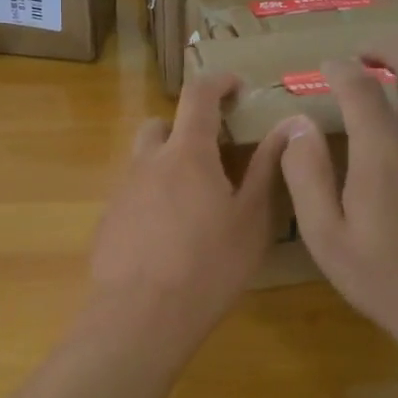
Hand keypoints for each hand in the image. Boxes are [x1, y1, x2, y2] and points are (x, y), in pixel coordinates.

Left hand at [88, 74, 298, 352]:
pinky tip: (168, 236)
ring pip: (143, 161)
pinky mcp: (107, 221)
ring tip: (194, 201)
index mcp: (186, 152)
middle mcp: (147, 161)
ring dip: (167, 164)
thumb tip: (289, 124)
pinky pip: (132, 194)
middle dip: (184, 128)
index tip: (236, 85)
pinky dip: (152, 198)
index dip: (218, 82)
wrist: (140, 316)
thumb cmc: (208, 266)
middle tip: (213, 154)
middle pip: (160, 125)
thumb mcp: (251, 219)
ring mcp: (121, 191)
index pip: (198, 95)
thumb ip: (268, 167)